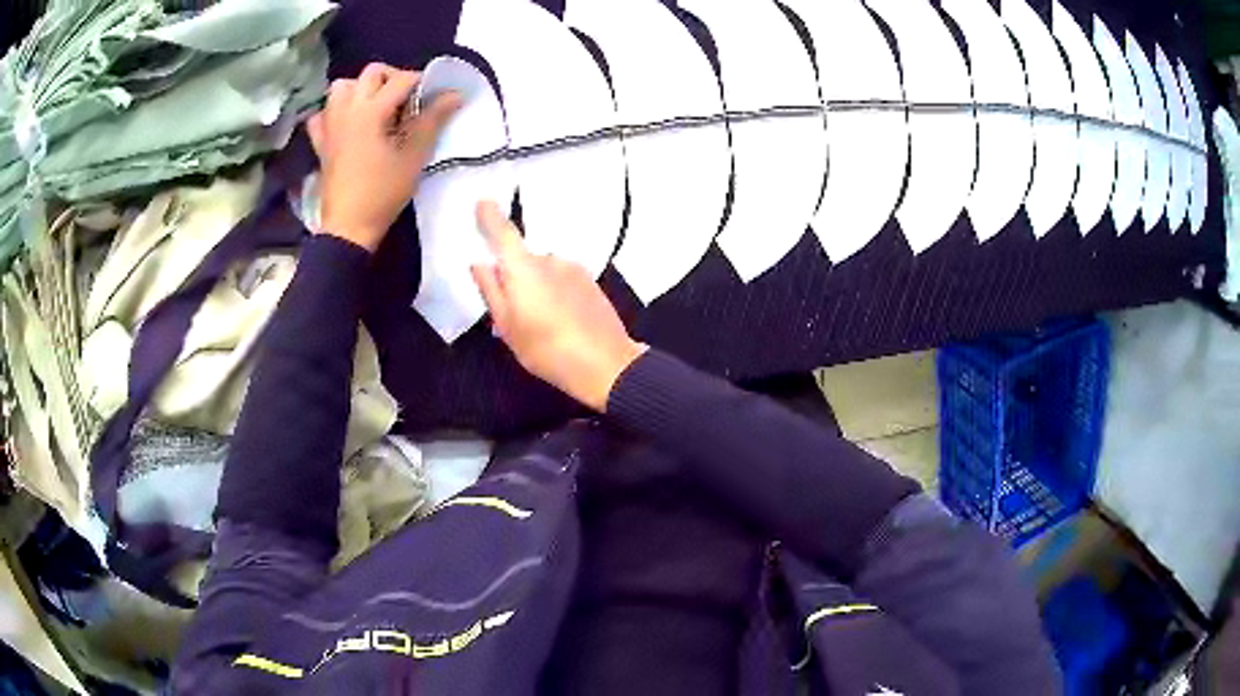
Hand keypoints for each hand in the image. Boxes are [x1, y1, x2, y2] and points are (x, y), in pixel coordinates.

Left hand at [307, 63, 461, 251]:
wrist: (349, 226)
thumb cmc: (383, 191)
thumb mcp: (414, 156)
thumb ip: (433, 120)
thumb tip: (455, 94)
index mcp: (371, 110)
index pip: (402, 79)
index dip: (423, 84)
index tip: (432, 100)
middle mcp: (348, 108)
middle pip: (372, 72)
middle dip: (393, 78)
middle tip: (406, 101)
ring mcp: (330, 124)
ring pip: (343, 86)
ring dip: (361, 88)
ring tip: (375, 107)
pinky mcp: (320, 141)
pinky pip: (322, 114)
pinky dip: (334, 111)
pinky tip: (346, 123)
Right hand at [470, 202, 646, 411]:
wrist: (606, 364)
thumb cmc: (547, 348)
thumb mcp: (508, 326)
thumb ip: (491, 291)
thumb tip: (479, 264)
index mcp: (524, 268)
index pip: (503, 233)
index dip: (490, 216)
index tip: (482, 201)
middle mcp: (549, 260)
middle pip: (523, 260)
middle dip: (515, 280)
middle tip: (513, 315)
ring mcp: (574, 269)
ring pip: (544, 272)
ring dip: (537, 289)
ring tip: (539, 325)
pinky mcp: (591, 282)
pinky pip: (562, 280)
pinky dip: (555, 294)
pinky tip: (560, 323)